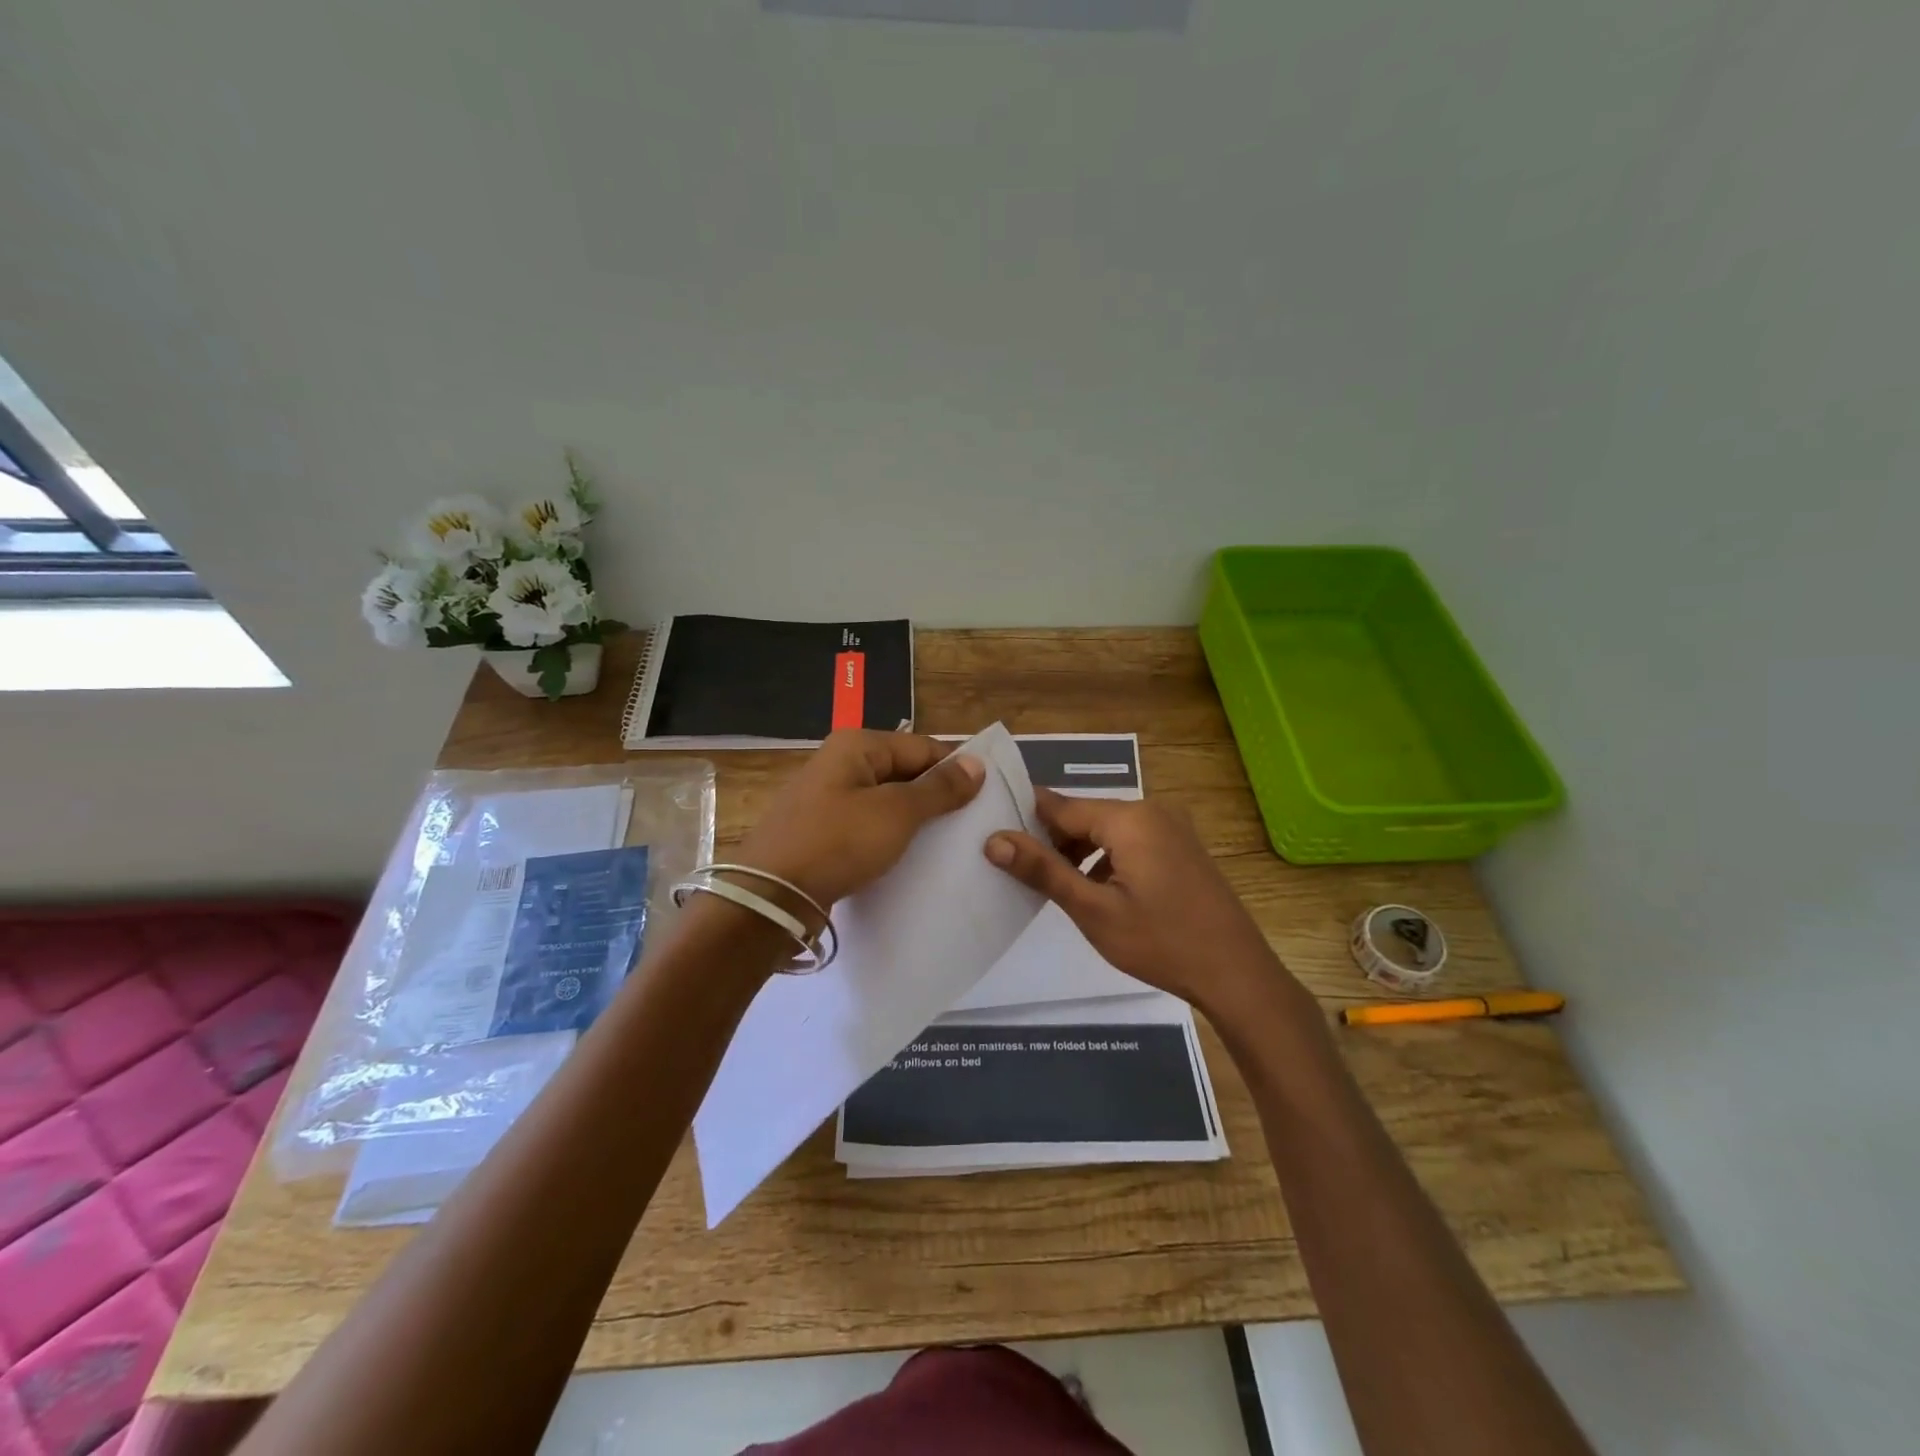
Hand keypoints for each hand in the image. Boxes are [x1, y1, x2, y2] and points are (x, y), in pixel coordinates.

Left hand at [735, 730, 984, 911]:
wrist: (771, 897)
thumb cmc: (837, 843)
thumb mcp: (896, 813)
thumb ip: (939, 788)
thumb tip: (977, 763)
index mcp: (857, 745)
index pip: (922, 747)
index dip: (956, 769)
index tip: (988, 796)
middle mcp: (841, 764)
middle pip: (904, 772)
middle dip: (937, 796)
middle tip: (974, 824)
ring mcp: (828, 799)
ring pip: (887, 802)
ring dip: (916, 820)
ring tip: (951, 844)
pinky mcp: (823, 832)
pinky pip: (868, 826)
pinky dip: (891, 838)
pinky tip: (912, 858)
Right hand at [984, 790, 1294, 1016]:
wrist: (1236, 973)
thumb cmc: (1160, 941)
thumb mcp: (1093, 909)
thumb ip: (1043, 870)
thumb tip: (994, 839)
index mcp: (1128, 818)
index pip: (1060, 806)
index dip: (1024, 818)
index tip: (992, 833)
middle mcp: (1151, 811)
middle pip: (1084, 815)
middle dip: (1052, 839)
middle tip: (1020, 870)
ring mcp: (1171, 828)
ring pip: (1107, 829)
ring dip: (1079, 852)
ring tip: (1054, 885)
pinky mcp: (1181, 847)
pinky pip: (1131, 840)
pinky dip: (1107, 858)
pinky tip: (1096, 891)